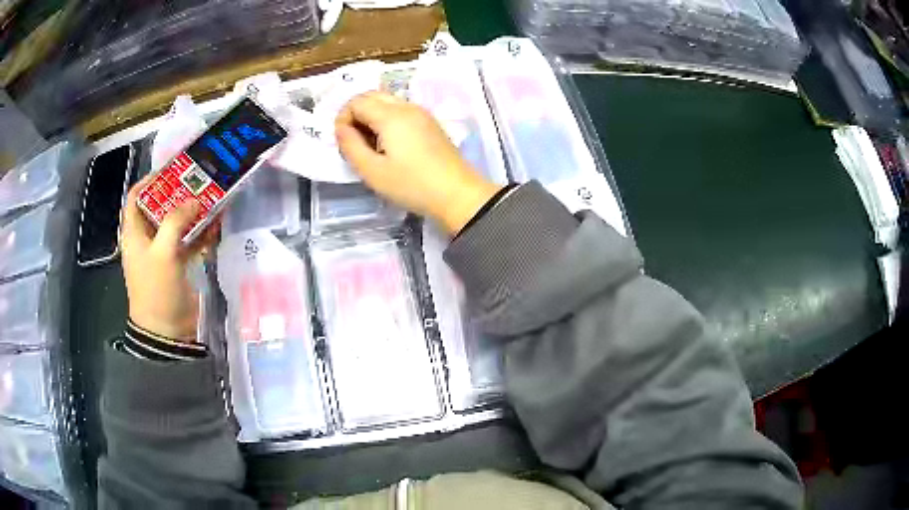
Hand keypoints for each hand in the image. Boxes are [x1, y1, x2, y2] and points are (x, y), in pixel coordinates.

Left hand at [120, 176, 219, 340]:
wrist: (166, 331)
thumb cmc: (156, 289)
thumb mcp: (163, 252)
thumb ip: (176, 221)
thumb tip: (194, 200)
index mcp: (134, 233)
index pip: (136, 196)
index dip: (151, 180)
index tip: (172, 169)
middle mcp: (146, 238)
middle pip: (159, 206)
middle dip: (178, 193)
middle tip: (198, 181)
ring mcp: (162, 251)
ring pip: (176, 223)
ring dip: (193, 212)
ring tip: (211, 198)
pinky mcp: (177, 264)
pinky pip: (189, 241)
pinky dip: (201, 232)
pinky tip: (216, 225)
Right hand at [335, 91, 500, 234]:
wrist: (457, 194)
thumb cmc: (412, 185)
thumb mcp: (373, 171)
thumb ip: (350, 146)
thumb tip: (340, 128)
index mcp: (391, 115)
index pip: (357, 101)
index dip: (343, 118)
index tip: (342, 142)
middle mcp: (407, 107)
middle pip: (372, 96)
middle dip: (356, 113)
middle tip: (354, 141)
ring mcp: (422, 113)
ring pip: (387, 102)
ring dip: (372, 116)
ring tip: (370, 146)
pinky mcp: (430, 123)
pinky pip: (401, 111)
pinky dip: (387, 120)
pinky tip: (389, 145)